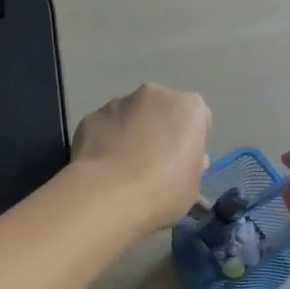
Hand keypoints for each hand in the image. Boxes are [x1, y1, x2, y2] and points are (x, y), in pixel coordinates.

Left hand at [71, 84, 211, 234]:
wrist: (108, 194)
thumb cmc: (163, 190)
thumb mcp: (193, 187)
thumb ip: (193, 166)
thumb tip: (187, 161)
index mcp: (189, 107)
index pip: (198, 120)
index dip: (191, 142)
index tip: (184, 164)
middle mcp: (155, 94)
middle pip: (162, 111)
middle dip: (160, 131)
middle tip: (155, 165)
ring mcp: (118, 102)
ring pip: (131, 116)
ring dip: (131, 133)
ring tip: (124, 169)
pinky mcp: (91, 116)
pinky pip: (105, 127)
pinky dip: (106, 141)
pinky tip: (104, 168)